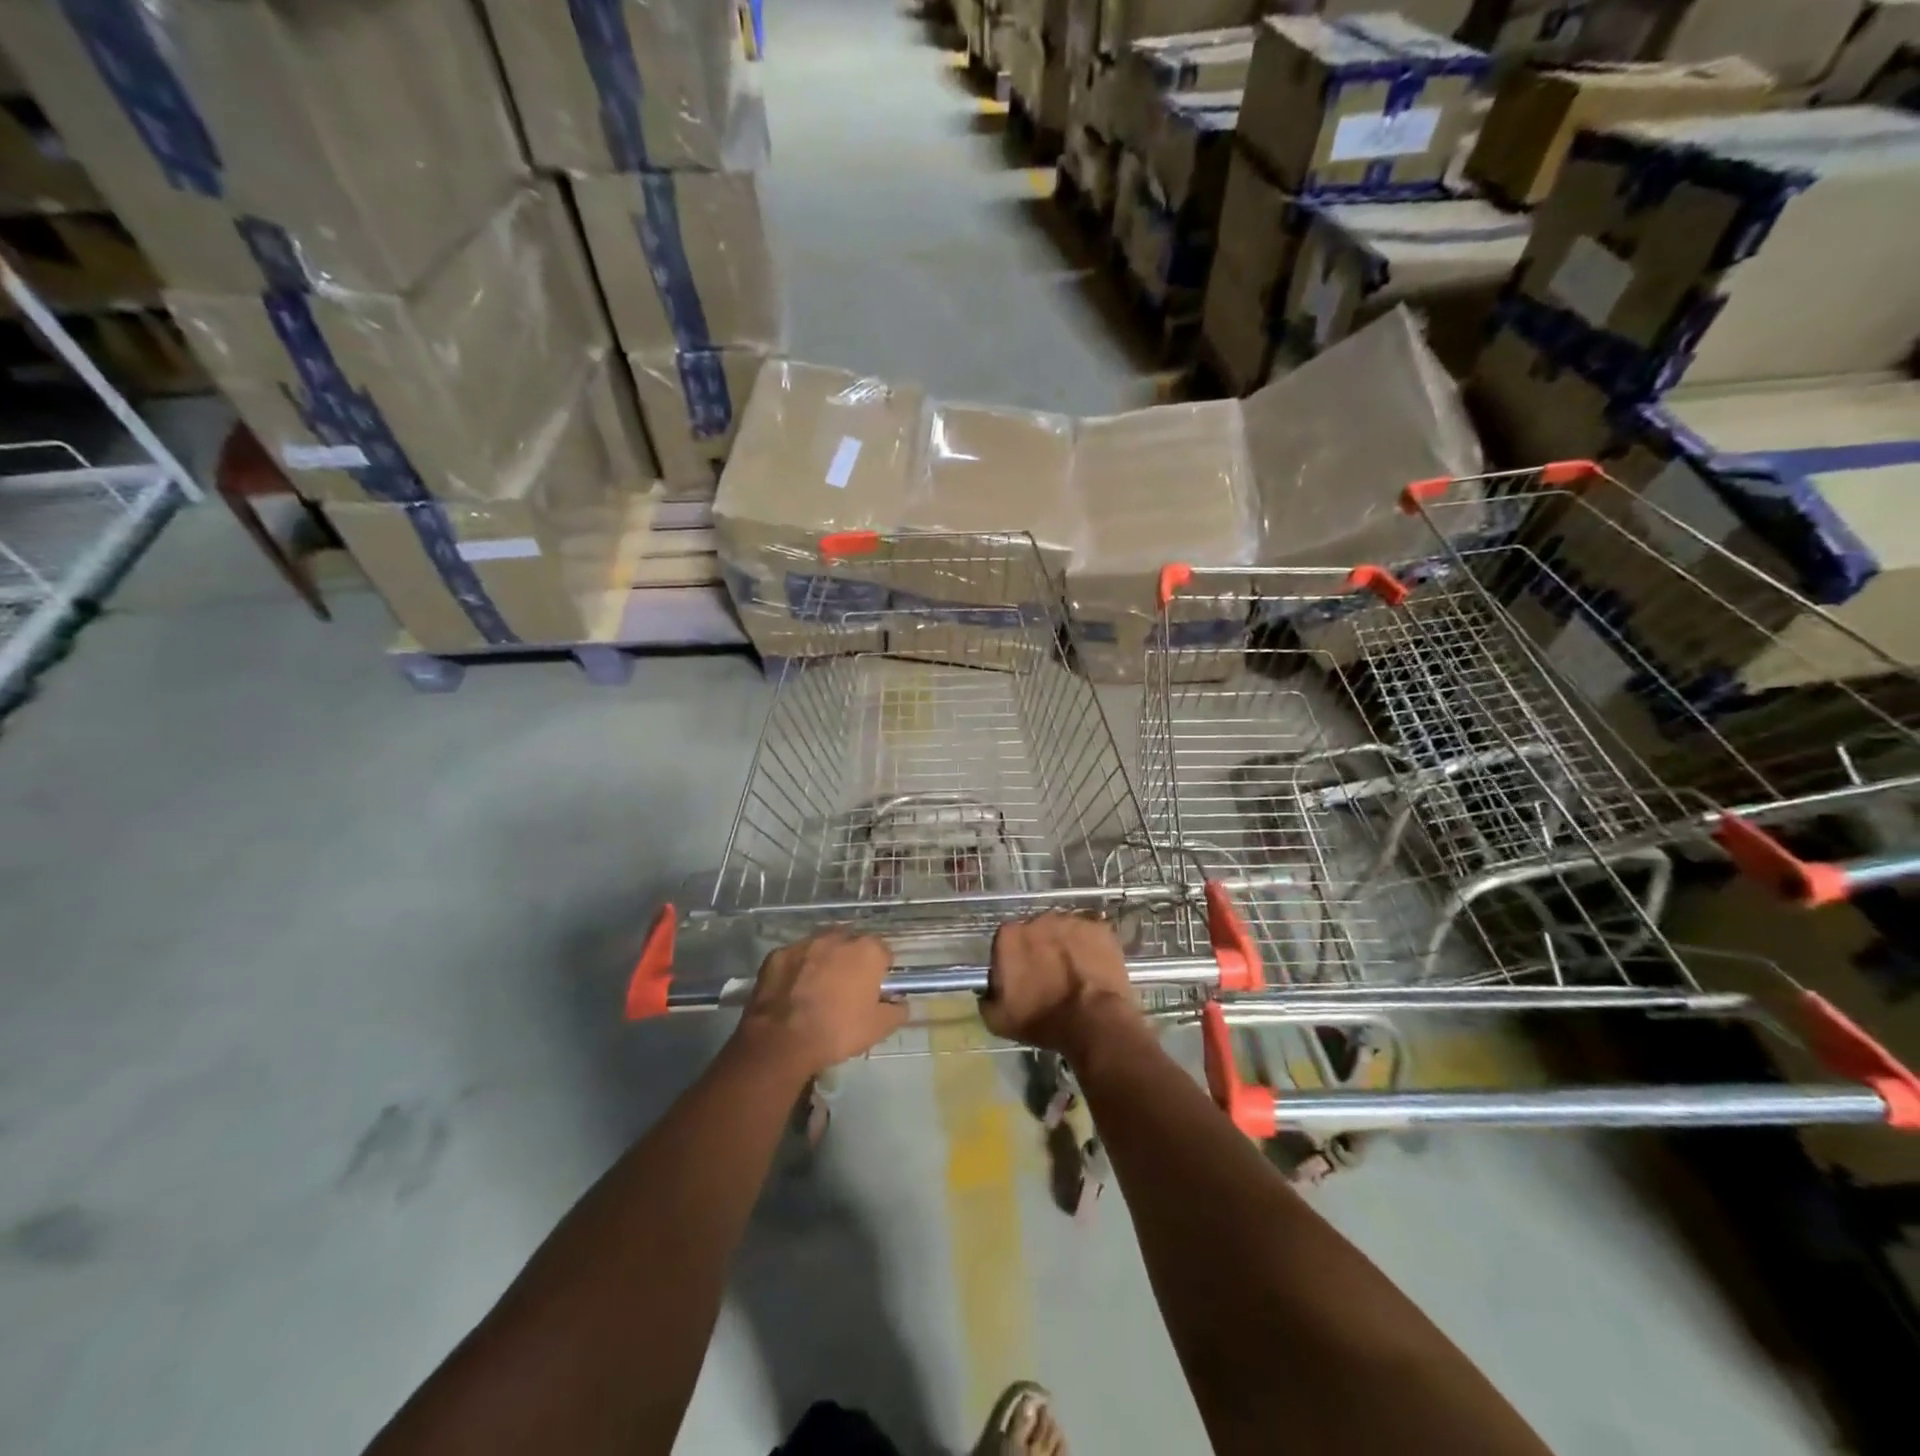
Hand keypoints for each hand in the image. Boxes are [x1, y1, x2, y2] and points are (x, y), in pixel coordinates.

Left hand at [733, 930, 906, 1078]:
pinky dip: (797, 969)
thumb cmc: (838, 1031)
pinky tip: (793, 991)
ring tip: (818, 987)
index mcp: (867, 951)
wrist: (783, 1040)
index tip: (874, 989)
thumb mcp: (878, 1028)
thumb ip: (897, 1010)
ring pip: (821, 947)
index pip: (883, 952)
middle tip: (847, 987)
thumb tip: (900, 1003)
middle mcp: (837, 938)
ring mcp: (805, 943)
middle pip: (851, 943)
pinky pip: (795, 958)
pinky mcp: (778, 954)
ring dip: (824, 960)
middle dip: (852, 960)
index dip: (880, 970)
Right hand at [982, 913, 1144, 1060]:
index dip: (1012, 961)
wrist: (1093, 1021)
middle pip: (1035, 933)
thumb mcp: (998, 1020)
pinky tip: (1093, 971)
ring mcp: (1072, 921)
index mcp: (1009, 936)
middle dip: (1040, 951)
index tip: (1019, 980)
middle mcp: (1038, 919)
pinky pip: (1090, 936)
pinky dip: (1091, 949)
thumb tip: (989, 992)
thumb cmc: (1041, 1020)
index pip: (1005, 942)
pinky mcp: (1099, 929)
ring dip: (1065, 948)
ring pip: (1063, 932)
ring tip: (1074, 975)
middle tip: (1048, 978)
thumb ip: (987, 998)